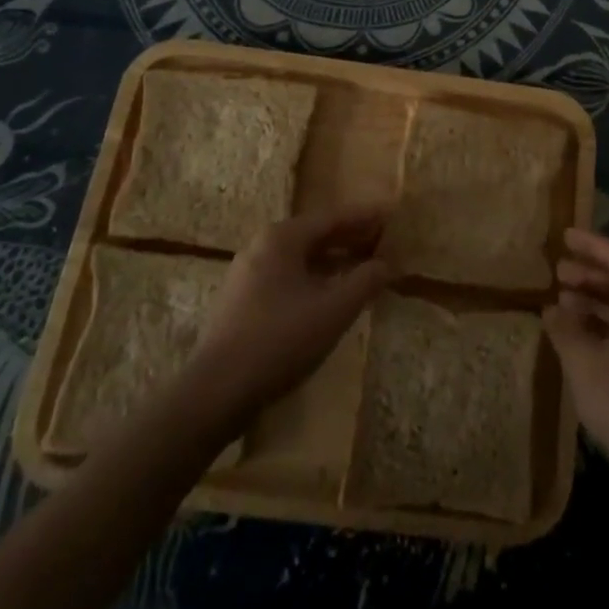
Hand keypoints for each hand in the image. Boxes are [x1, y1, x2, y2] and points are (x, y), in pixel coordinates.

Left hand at [186, 208, 392, 425]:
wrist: (216, 392)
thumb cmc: (280, 341)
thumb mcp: (334, 310)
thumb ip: (365, 281)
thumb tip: (388, 264)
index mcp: (282, 237)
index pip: (333, 217)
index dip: (366, 217)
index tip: (392, 215)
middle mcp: (262, 246)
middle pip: (316, 234)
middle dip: (351, 238)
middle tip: (384, 242)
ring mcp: (248, 274)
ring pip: (301, 258)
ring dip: (334, 261)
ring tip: (364, 269)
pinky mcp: (242, 301)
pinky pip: (288, 277)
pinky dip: (315, 279)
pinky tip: (331, 296)